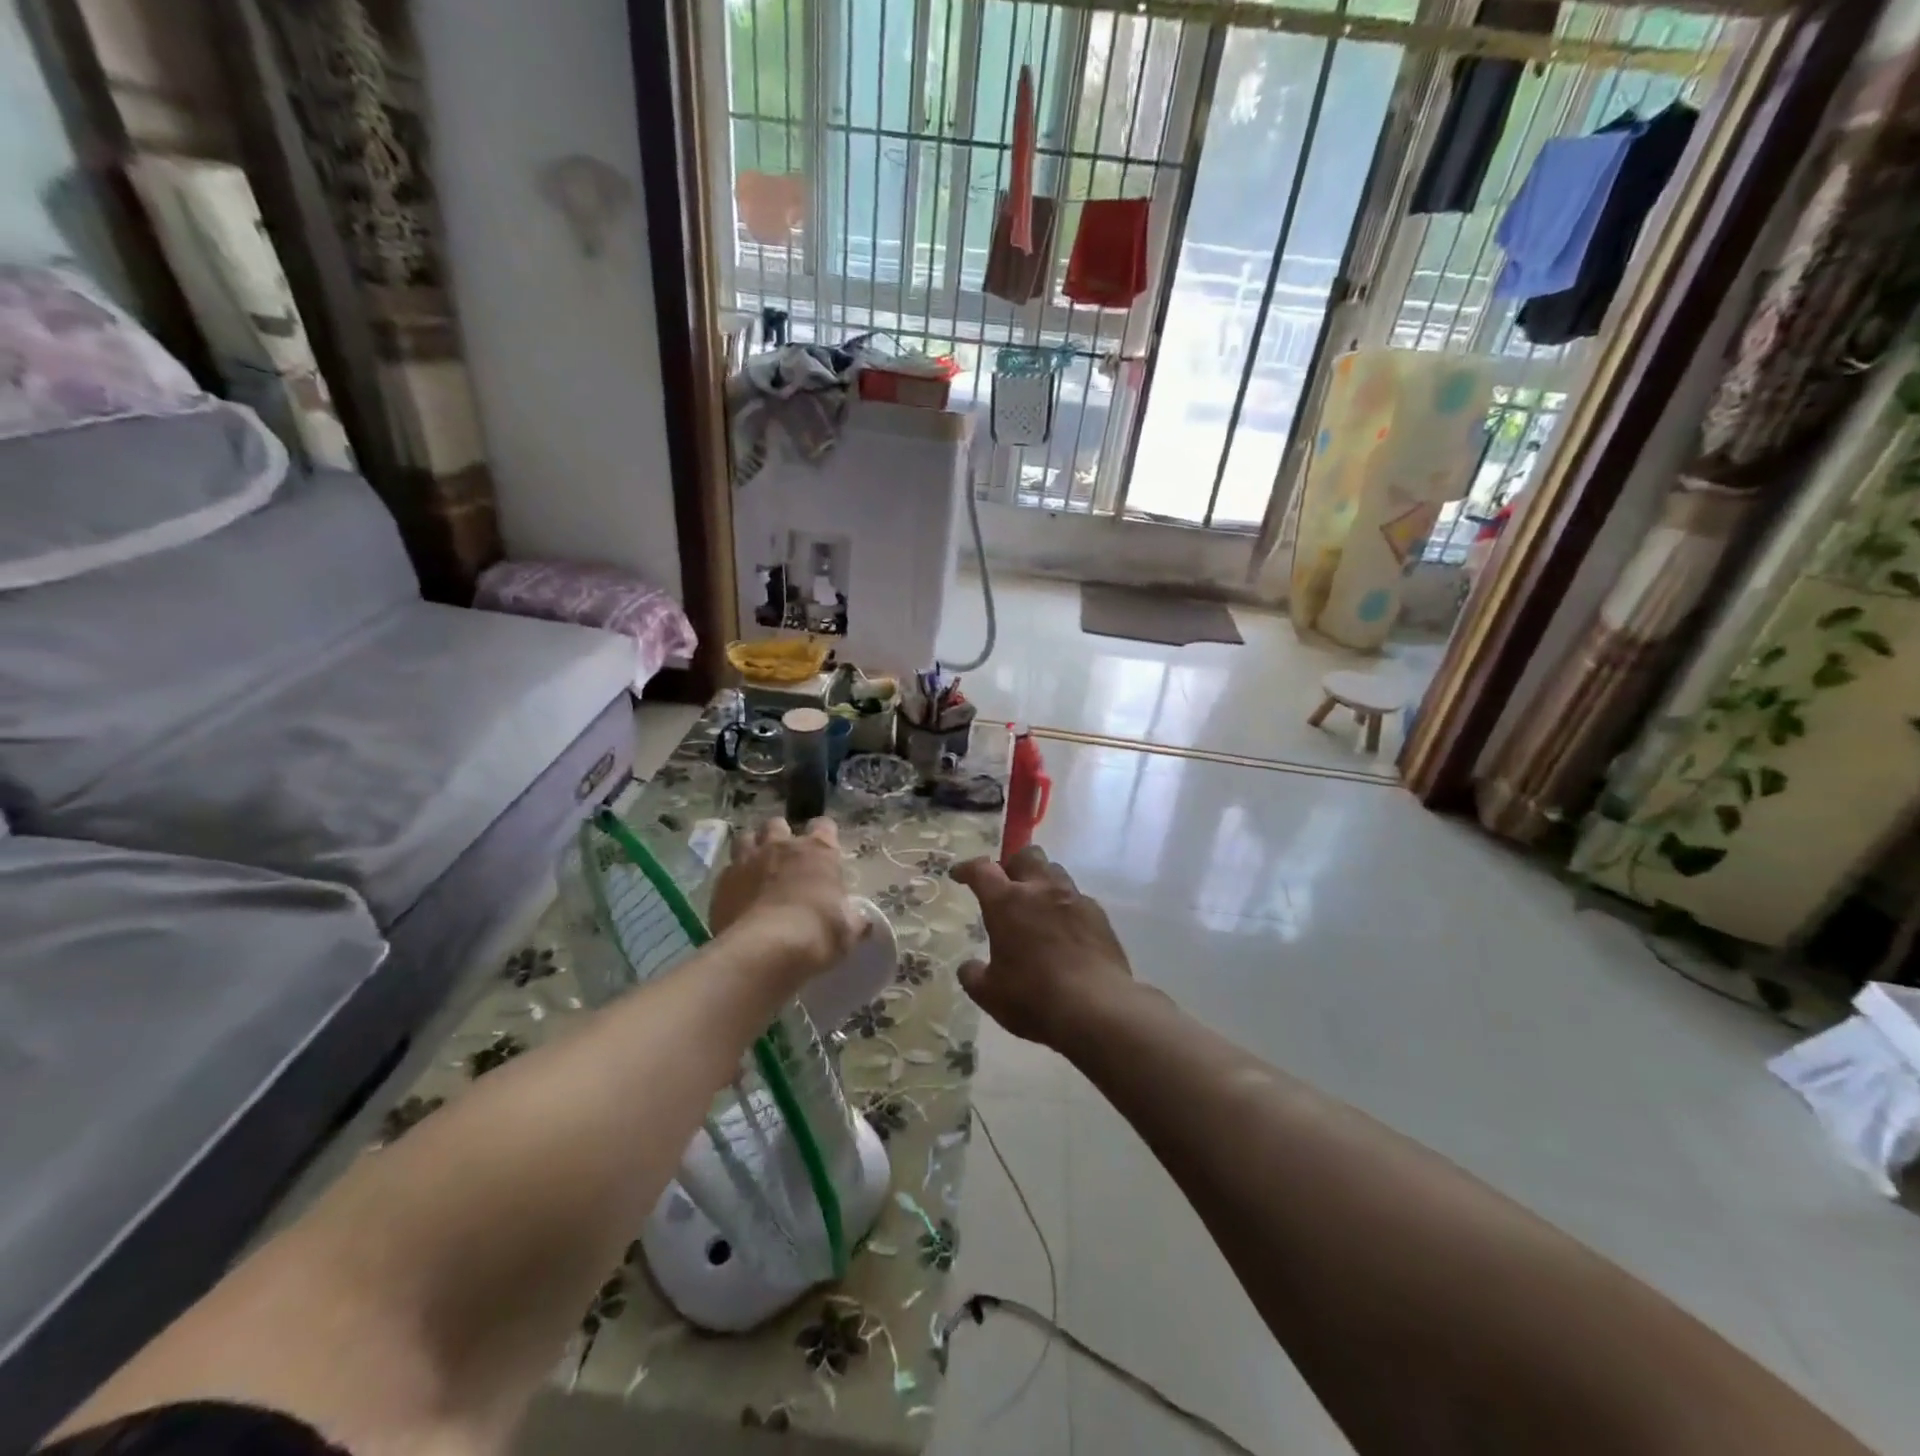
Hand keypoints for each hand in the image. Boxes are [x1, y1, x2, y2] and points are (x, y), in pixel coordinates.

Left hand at [709, 818, 863, 984]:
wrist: (764, 951)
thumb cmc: (816, 933)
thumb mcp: (847, 931)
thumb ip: (854, 920)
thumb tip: (862, 922)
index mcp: (818, 851)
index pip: (824, 826)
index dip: (824, 835)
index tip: (825, 851)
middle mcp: (781, 846)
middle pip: (778, 824)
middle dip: (781, 836)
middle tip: (785, 859)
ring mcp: (747, 860)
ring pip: (747, 837)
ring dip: (753, 848)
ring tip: (757, 868)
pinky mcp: (721, 882)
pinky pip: (727, 870)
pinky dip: (734, 878)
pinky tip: (738, 896)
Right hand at [952, 846, 1133, 1046]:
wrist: (1096, 1008)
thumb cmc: (1033, 997)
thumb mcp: (990, 994)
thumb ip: (973, 975)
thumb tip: (969, 967)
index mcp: (1007, 902)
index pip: (982, 869)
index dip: (968, 869)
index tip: (960, 874)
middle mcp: (1041, 890)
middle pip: (1026, 855)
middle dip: (1012, 865)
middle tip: (1006, 887)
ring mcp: (1073, 899)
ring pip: (1055, 871)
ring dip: (1041, 881)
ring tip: (1037, 905)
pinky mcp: (1099, 914)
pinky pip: (1077, 898)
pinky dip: (1065, 906)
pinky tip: (1064, 929)